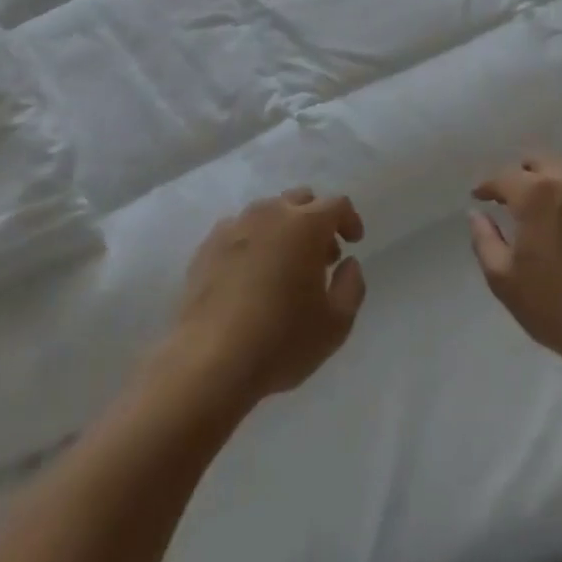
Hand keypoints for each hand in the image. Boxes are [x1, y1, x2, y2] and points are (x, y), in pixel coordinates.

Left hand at [173, 189, 366, 407]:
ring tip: (285, 266)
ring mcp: (235, 226)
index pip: (336, 205)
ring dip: (284, 229)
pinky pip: (239, 230)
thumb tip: (348, 263)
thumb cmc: (281, 341)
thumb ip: (352, 286)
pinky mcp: (208, 245)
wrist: (210, 361)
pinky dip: (253, 241)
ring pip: (268, 212)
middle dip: (317, 221)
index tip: (353, 242)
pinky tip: (251, 274)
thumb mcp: (336, 324)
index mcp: (306, 225)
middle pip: (300, 200)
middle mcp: (270, 214)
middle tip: (321, 257)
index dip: (349, 220)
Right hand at [469, 154, 561, 373]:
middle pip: (540, 161)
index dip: (487, 186)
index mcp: (537, 194)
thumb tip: (477, 214)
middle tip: (511, 197)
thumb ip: (484, 239)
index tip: (480, 198)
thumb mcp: (504, 279)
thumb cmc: (556, 307)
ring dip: (551, 184)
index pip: (504, 176)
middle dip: (521, 174)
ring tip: (544, 210)